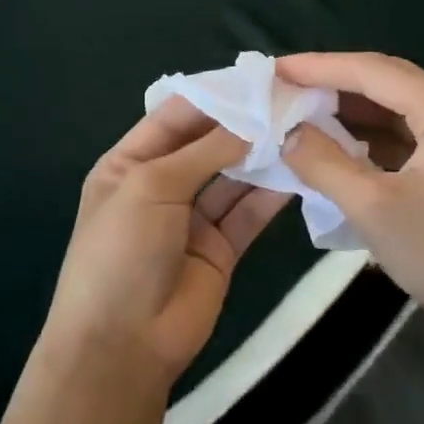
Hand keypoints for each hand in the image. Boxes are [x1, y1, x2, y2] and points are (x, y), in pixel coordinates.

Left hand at [47, 97, 290, 383]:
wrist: (122, 344)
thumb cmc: (122, 252)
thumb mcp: (151, 187)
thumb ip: (203, 151)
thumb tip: (250, 122)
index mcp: (129, 164)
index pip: (173, 117)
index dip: (212, 97)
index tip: (257, 79)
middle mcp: (161, 185)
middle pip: (207, 144)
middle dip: (243, 125)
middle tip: (290, 101)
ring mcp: (191, 219)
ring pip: (232, 177)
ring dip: (261, 157)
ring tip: (301, 129)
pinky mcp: (220, 249)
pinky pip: (248, 213)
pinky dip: (271, 194)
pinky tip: (299, 171)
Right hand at [278, 52, 423, 349]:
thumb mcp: (374, 209)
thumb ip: (324, 163)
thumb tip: (287, 132)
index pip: (371, 70)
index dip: (318, 67)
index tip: (273, 69)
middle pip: (387, 81)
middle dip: (333, 84)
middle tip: (284, 89)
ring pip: (399, 108)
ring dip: (353, 112)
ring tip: (303, 114)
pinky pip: (413, 133)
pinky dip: (375, 136)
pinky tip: (343, 146)